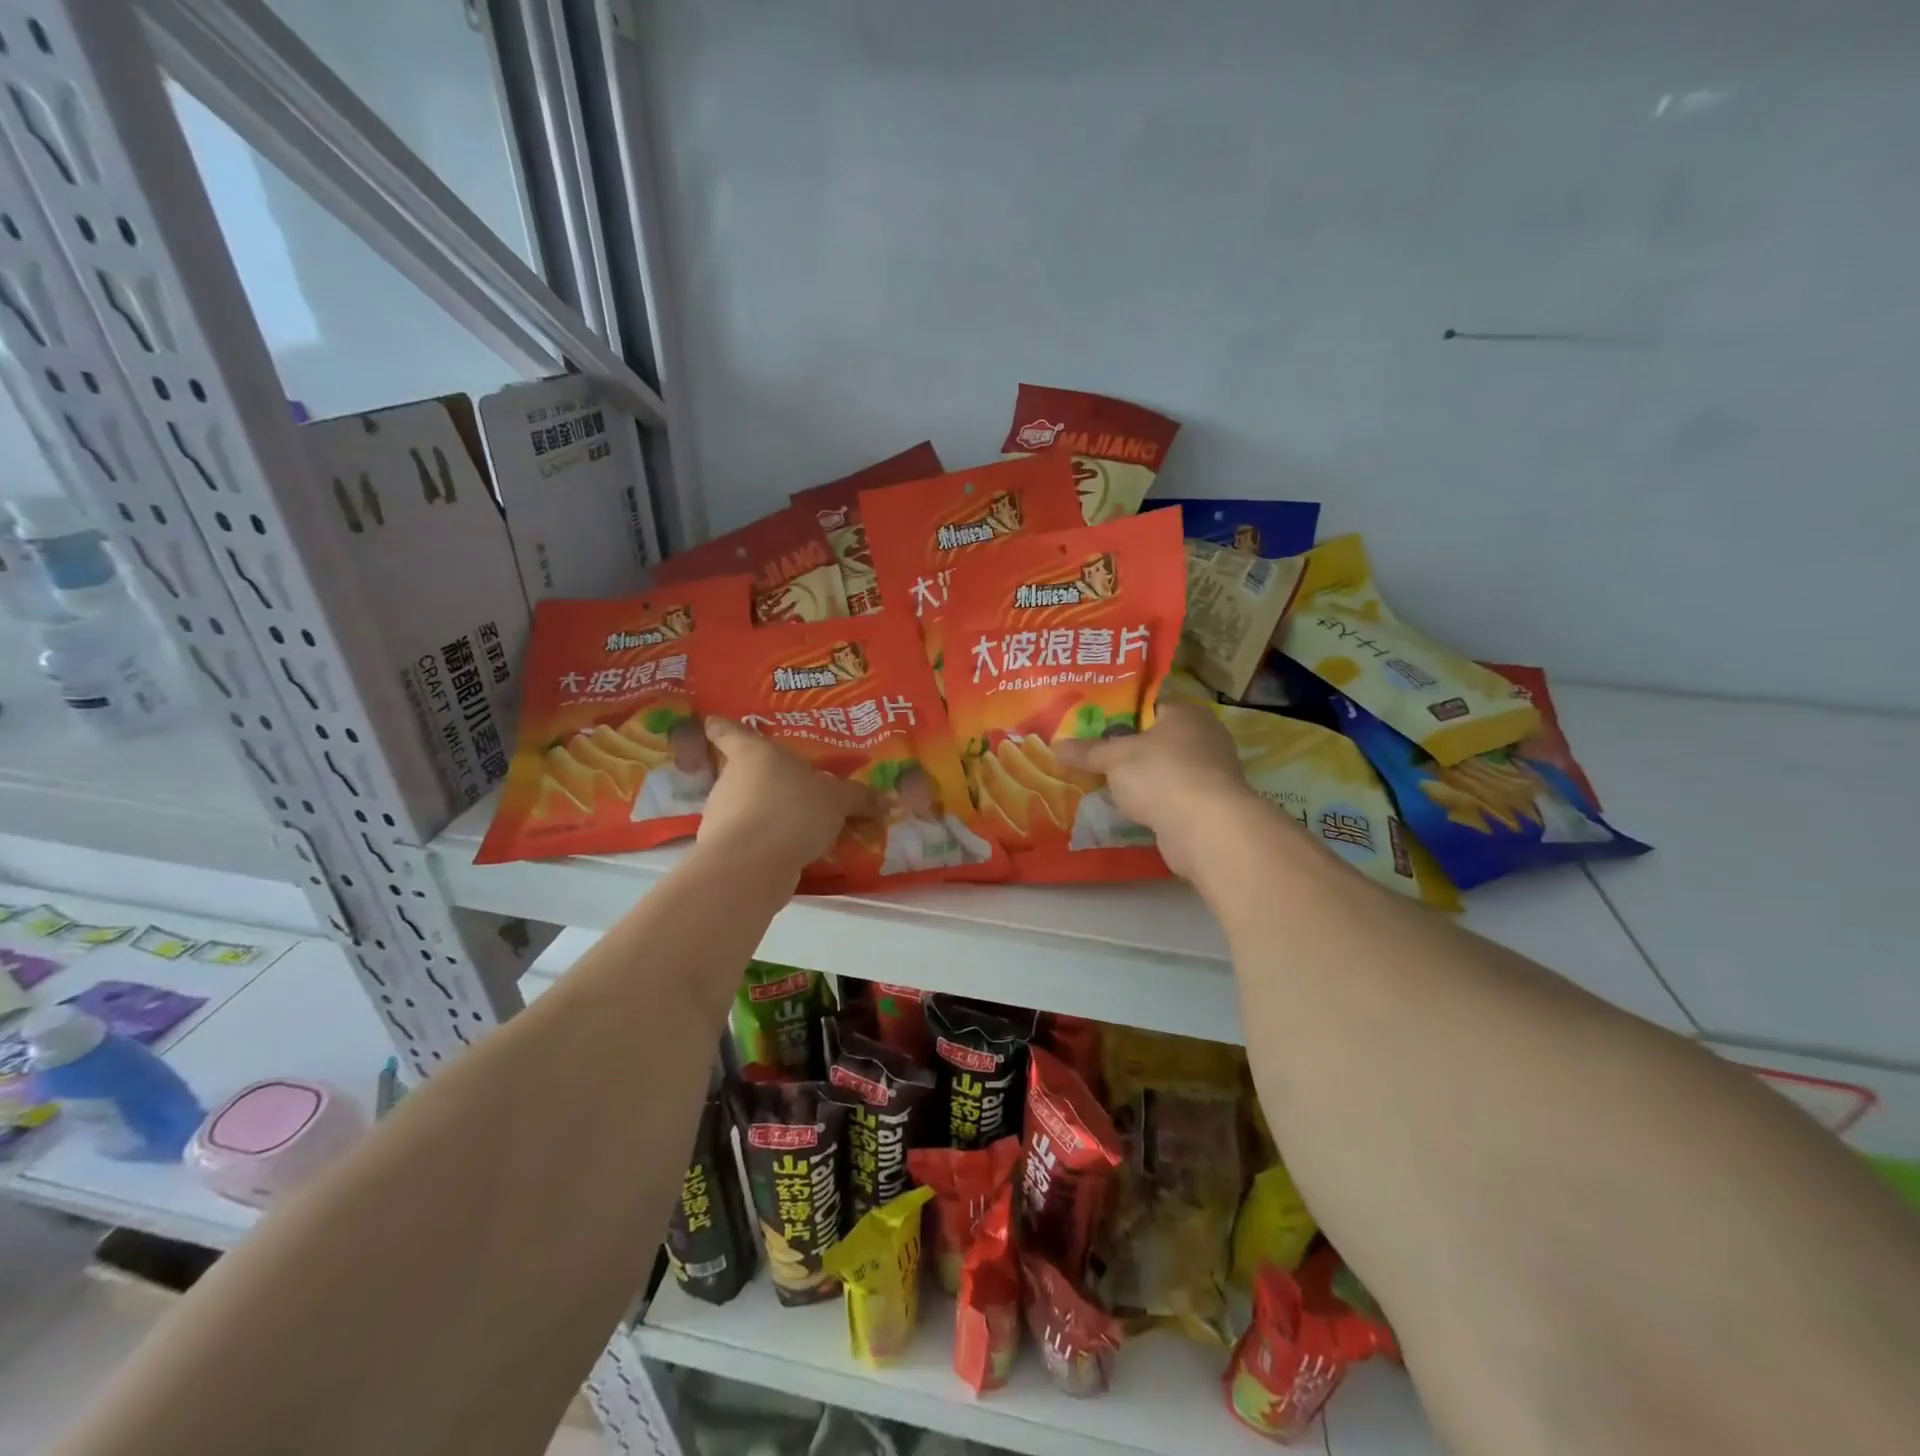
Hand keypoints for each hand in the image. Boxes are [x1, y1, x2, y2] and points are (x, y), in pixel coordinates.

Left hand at [697, 717, 882, 876]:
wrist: (752, 865)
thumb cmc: (792, 810)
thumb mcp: (837, 801)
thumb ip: (859, 798)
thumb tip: (888, 800)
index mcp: (753, 753)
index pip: (729, 732)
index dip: (722, 727)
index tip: (713, 722)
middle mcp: (731, 779)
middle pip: (742, 773)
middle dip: (765, 781)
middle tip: (793, 786)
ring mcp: (722, 816)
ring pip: (746, 807)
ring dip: (768, 814)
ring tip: (801, 825)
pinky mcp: (723, 849)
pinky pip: (751, 838)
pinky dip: (766, 842)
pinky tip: (792, 852)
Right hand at [1053, 702, 1255, 878]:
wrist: (1207, 830)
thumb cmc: (1162, 776)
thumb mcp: (1115, 758)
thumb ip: (1087, 751)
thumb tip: (1055, 746)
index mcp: (1186, 713)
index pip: (1148, 704)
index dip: (1118, 712)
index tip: (1089, 722)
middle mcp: (1204, 736)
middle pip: (1155, 737)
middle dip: (1125, 747)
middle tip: (1089, 752)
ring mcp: (1209, 772)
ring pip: (1163, 768)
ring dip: (1138, 777)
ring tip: (1102, 781)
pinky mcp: (1208, 804)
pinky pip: (1170, 794)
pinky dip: (1151, 800)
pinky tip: (1127, 807)